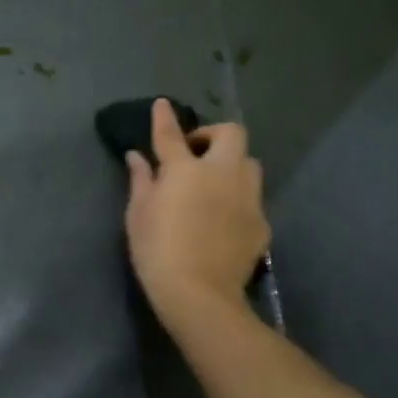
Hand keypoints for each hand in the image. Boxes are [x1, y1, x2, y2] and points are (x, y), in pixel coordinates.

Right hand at [124, 98, 269, 329]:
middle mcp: (222, 174)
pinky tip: (222, 218)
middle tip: (195, 152)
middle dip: (214, 135)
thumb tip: (136, 157)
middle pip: (231, 134)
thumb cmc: (157, 251)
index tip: (162, 104)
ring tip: (213, 183)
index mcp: (185, 170)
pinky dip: (237, 198)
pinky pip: (252, 198)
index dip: (164, 118)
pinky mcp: (261, 222)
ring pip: (249, 163)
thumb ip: (140, 181)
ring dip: (232, 164)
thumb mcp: (138, 214)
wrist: (198, 293)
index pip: (171, 135)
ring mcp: (247, 197)